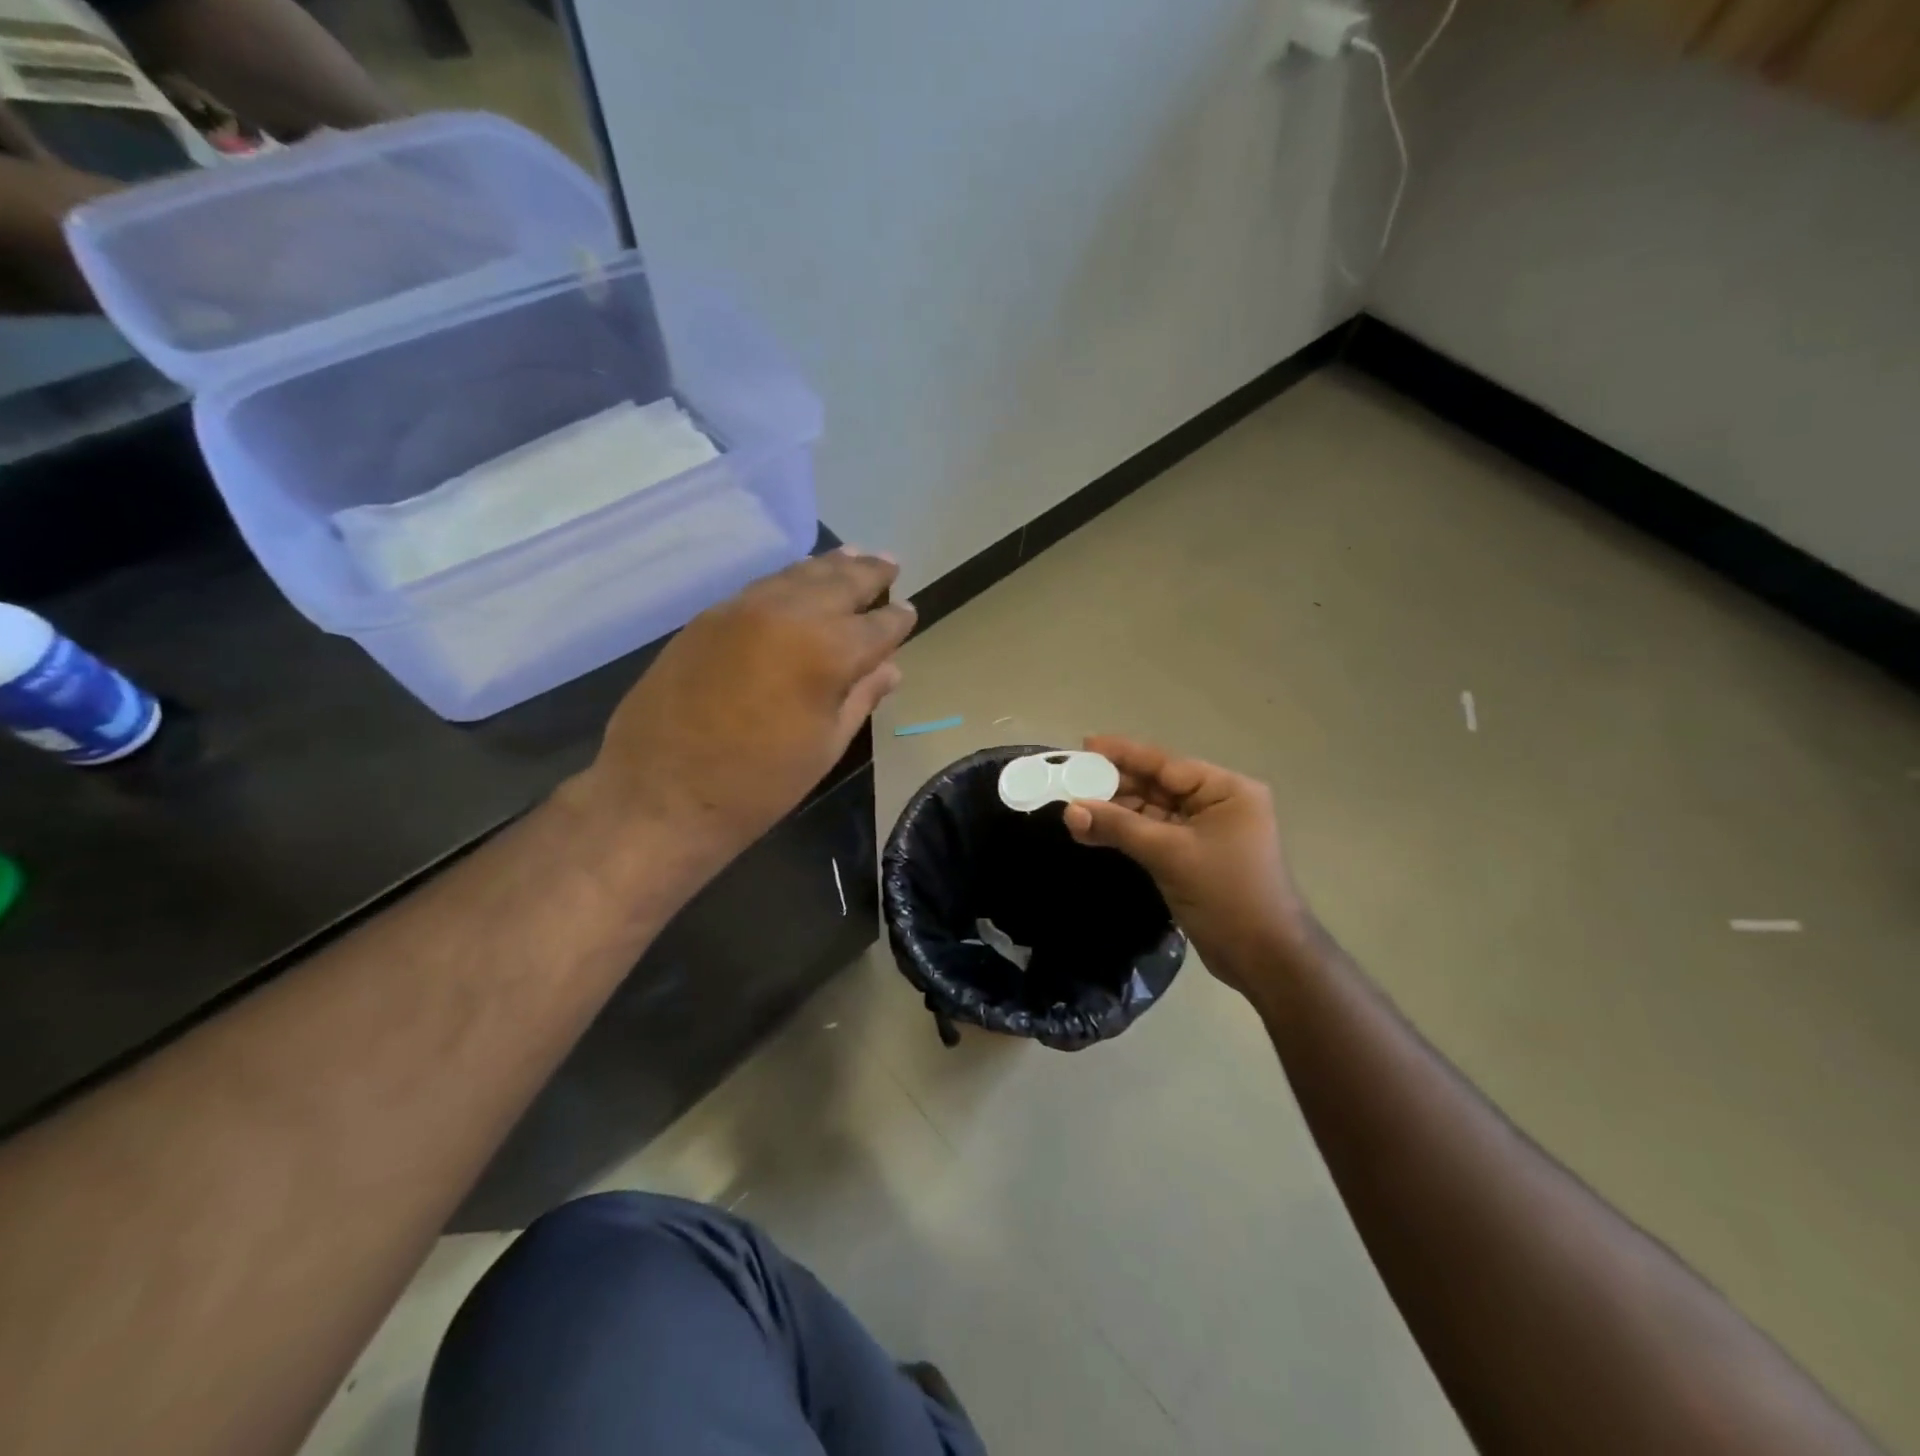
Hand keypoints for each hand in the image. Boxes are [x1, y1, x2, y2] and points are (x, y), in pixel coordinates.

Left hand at [569, 549, 913, 875]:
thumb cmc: (757, 785)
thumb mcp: (824, 747)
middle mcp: (788, 615)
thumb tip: (890, 668)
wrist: (659, 795)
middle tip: (889, 563)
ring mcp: (741, 610)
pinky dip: (789, 579)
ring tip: (853, 556)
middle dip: (869, 573)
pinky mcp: (708, 618)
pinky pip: (761, 587)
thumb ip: (860, 697)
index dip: (897, 620)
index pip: (877, 625)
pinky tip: (799, 581)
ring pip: (797, 575)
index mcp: (826, 651)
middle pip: (839, 582)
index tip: (910, 612)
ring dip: (830, 566)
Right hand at [1062, 737, 1315, 1001]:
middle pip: (1157, 785)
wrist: (1264, 959)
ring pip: (1152, 811)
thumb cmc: (1227, 895)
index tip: (1085, 744)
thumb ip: (1118, 827)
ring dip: (1116, 811)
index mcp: (1226, 791)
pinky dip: (1126, 832)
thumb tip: (1069, 810)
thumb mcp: (1170, 854)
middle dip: (1115, 784)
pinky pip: (1154, 834)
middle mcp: (1218, 803)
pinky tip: (1093, 831)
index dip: (1123, 754)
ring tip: (1073, 808)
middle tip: (1070, 779)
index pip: (1166, 764)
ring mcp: (1206, 832)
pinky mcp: (1194, 856)